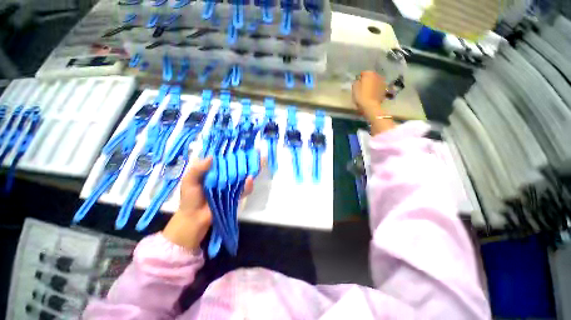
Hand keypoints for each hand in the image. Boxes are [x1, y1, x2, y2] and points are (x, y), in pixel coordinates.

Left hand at [162, 157, 254, 250]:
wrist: (195, 218)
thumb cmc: (190, 198)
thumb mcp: (189, 181)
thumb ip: (197, 169)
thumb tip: (212, 157)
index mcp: (214, 170)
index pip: (226, 158)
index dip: (234, 152)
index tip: (242, 146)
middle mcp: (225, 176)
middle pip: (238, 165)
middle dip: (246, 158)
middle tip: (256, 152)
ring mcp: (232, 185)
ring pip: (244, 175)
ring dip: (252, 168)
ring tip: (260, 161)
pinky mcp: (236, 195)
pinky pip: (245, 189)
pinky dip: (248, 184)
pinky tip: (250, 179)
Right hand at [352, 71, 394, 134]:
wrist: (371, 106)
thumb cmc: (361, 97)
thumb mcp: (354, 88)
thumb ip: (356, 82)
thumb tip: (358, 80)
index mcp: (369, 74)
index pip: (363, 73)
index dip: (359, 78)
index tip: (357, 84)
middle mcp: (377, 75)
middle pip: (371, 76)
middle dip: (367, 80)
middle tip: (363, 87)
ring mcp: (382, 82)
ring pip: (375, 81)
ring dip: (372, 84)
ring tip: (368, 90)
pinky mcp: (384, 89)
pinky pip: (378, 86)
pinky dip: (376, 88)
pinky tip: (373, 94)